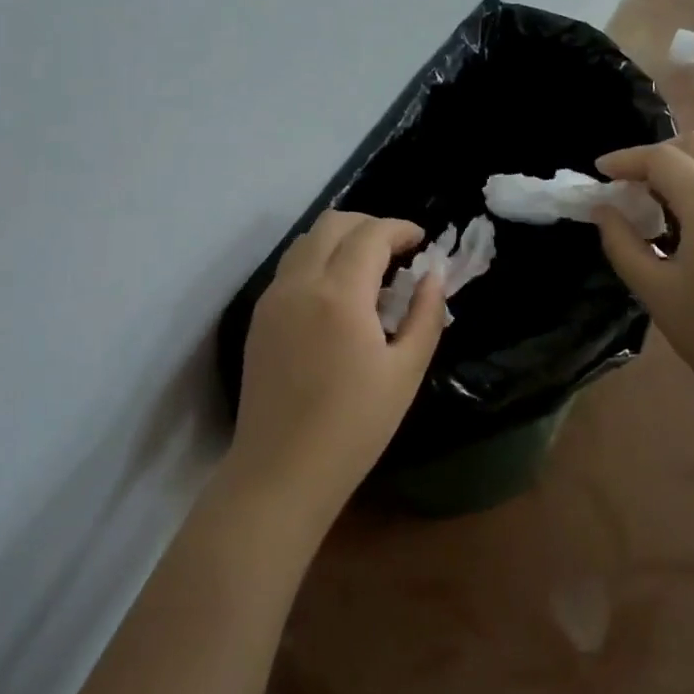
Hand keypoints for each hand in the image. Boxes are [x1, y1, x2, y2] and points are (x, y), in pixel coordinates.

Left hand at [226, 211, 444, 531]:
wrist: (281, 470)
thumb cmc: (354, 427)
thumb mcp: (405, 373)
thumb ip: (425, 315)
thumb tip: (433, 275)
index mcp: (339, 294)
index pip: (370, 234)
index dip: (400, 228)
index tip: (422, 241)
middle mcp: (300, 283)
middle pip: (333, 222)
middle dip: (370, 224)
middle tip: (397, 251)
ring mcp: (273, 297)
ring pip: (307, 240)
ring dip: (341, 239)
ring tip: (369, 269)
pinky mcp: (260, 316)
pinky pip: (291, 266)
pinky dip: (319, 259)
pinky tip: (338, 293)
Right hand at [591, 131, 693, 404]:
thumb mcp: (655, 290)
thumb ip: (622, 243)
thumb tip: (604, 211)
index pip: (664, 159)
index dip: (626, 159)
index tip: (599, 172)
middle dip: (657, 154)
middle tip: (628, 182)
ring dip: (684, 165)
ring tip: (655, 198)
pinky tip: (688, 220)